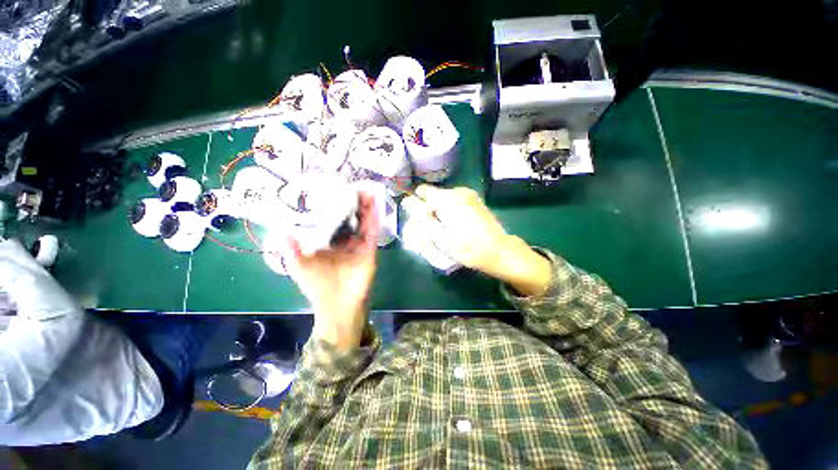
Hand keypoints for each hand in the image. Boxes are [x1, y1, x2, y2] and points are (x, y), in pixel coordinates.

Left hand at [282, 192, 378, 348]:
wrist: (338, 305)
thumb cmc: (317, 286)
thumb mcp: (299, 265)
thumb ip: (291, 248)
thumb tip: (282, 229)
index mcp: (330, 244)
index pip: (334, 221)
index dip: (335, 207)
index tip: (336, 191)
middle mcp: (346, 242)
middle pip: (351, 219)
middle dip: (354, 203)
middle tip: (355, 186)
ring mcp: (359, 246)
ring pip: (364, 223)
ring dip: (366, 208)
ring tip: (367, 190)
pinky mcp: (370, 250)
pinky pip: (373, 232)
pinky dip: (375, 219)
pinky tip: (375, 206)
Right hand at [403, 185, 551, 296]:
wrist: (499, 250)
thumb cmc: (467, 248)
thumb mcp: (440, 237)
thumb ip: (422, 218)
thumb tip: (408, 202)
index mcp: (447, 198)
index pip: (422, 191)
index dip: (416, 203)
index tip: (418, 218)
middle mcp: (458, 191)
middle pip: (433, 195)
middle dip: (428, 208)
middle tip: (431, 228)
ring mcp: (469, 195)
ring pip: (444, 198)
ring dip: (440, 210)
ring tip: (444, 229)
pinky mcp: (475, 201)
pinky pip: (455, 201)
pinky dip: (450, 210)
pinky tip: (456, 225)